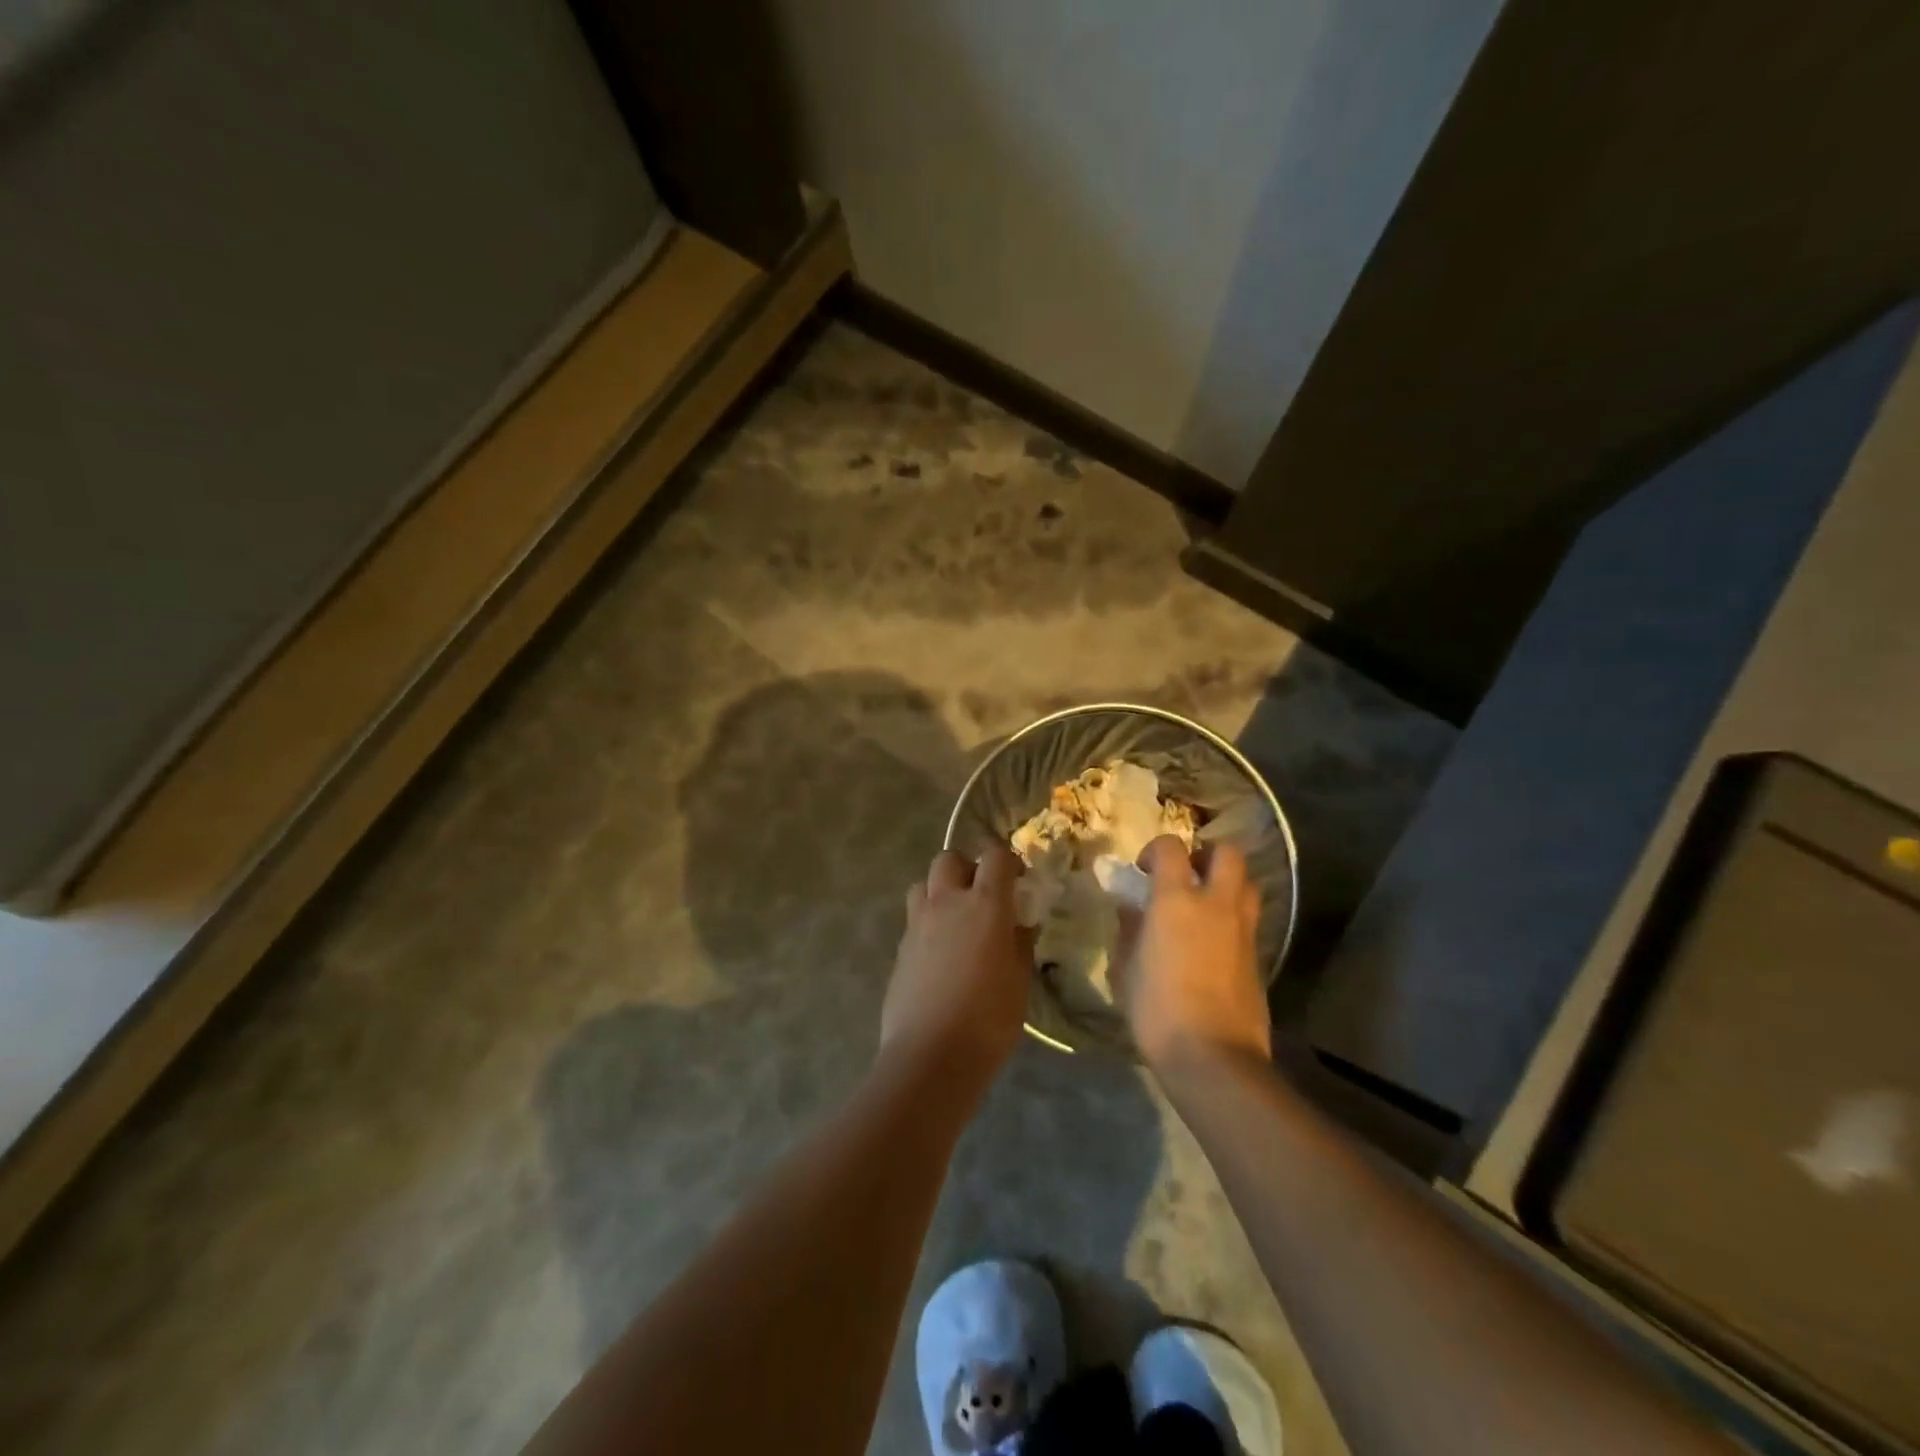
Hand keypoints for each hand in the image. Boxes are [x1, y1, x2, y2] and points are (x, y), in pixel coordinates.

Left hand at [880, 847, 1031, 1084]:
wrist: (930, 1055)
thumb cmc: (988, 1018)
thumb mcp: (1019, 980)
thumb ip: (1020, 944)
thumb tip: (1020, 925)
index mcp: (984, 904)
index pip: (995, 856)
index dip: (1008, 861)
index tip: (1018, 880)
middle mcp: (946, 903)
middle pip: (949, 859)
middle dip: (966, 868)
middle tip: (982, 896)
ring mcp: (917, 924)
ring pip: (923, 884)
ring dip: (940, 891)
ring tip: (956, 920)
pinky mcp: (900, 948)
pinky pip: (914, 919)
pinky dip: (928, 923)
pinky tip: (940, 954)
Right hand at [1117, 835, 1270, 1074]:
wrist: (1213, 1057)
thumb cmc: (1157, 1010)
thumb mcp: (1125, 969)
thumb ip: (1129, 930)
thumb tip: (1131, 908)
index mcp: (1176, 900)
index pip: (1171, 848)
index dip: (1155, 850)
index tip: (1143, 870)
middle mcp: (1216, 904)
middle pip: (1227, 853)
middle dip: (1206, 854)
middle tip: (1187, 875)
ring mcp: (1243, 929)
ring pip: (1248, 883)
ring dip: (1228, 883)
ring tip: (1205, 904)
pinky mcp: (1259, 956)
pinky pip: (1250, 919)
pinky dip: (1234, 917)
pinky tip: (1215, 941)